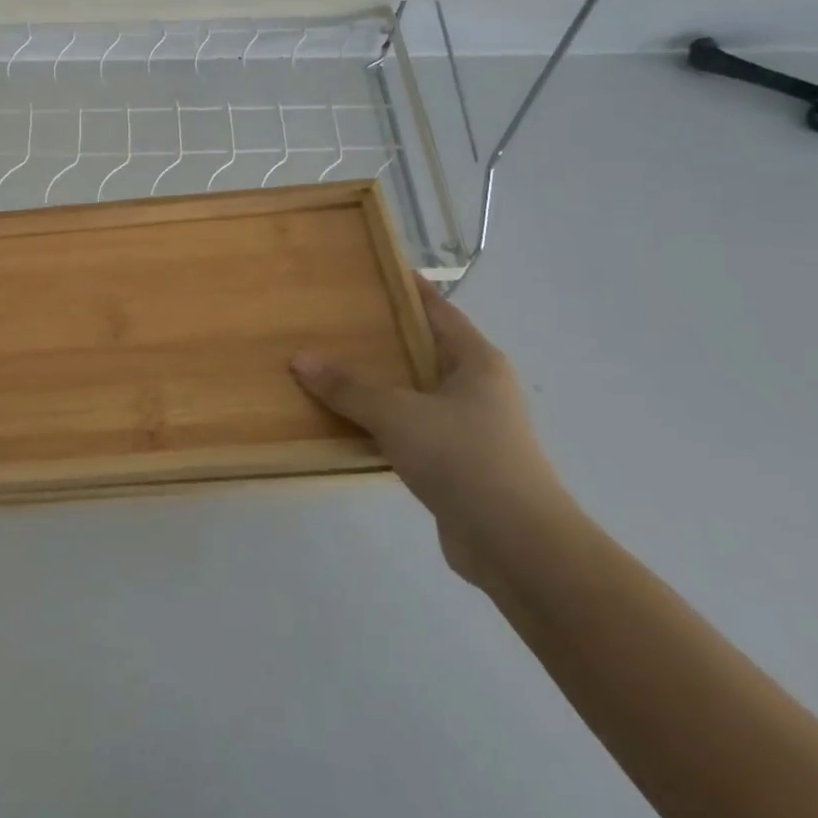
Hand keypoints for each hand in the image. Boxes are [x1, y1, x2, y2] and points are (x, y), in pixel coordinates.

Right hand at [290, 278, 574, 586]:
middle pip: (424, 350)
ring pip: (416, 392)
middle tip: (335, 319)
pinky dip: (383, 421)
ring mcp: (470, 427)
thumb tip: (300, 359)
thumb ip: (348, 387)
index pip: (439, 311)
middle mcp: (478, 388)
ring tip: (331, 366)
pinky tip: (349, 421)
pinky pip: (412, 428)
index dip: (409, 290)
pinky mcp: (458, 463)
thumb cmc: (464, 458)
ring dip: (380, 383)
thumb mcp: (397, 414)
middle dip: (384, 336)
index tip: (374, 271)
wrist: (517, 545)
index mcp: (476, 362)